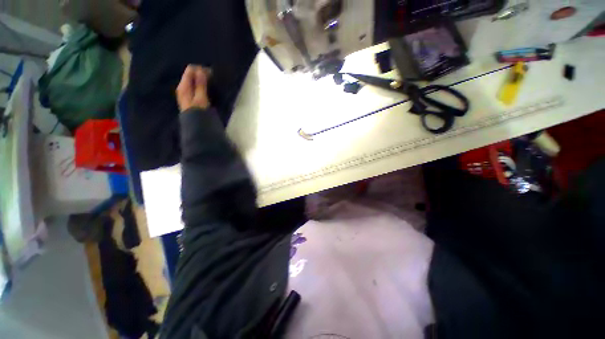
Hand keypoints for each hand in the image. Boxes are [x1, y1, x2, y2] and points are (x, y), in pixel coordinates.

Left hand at [176, 65, 210, 111]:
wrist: (195, 125)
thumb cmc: (198, 112)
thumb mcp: (201, 98)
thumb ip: (200, 84)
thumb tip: (201, 71)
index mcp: (183, 86)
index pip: (190, 70)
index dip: (201, 70)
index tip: (211, 74)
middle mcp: (182, 87)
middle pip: (191, 74)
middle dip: (201, 74)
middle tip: (212, 78)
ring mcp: (185, 92)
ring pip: (193, 80)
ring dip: (201, 80)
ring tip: (211, 83)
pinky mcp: (189, 97)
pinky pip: (194, 86)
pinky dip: (200, 85)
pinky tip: (206, 89)